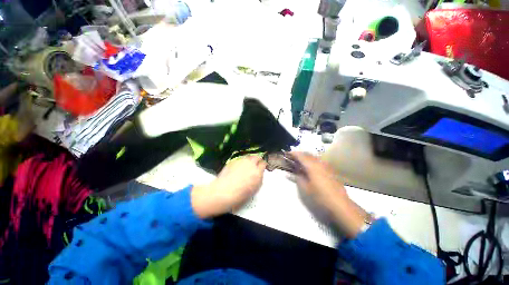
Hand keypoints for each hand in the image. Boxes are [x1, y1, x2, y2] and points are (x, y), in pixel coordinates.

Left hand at [191, 156, 266, 218]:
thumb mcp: (254, 189)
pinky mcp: (233, 161)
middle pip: (256, 157)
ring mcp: (241, 161)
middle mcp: (250, 164)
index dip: (263, 165)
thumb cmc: (240, 194)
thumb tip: (259, 174)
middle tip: (256, 164)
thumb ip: (259, 179)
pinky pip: (240, 159)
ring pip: (248, 157)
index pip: (263, 163)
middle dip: (257, 160)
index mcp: (257, 172)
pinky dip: (241, 162)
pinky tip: (238, 168)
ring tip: (247, 166)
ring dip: (249, 160)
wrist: (224, 191)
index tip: (262, 166)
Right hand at [290, 152, 366, 237]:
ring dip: (306, 157)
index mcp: (312, 166)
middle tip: (292, 157)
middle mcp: (319, 163)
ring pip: (314, 157)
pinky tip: (311, 166)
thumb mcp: (306, 188)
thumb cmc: (320, 196)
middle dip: (300, 154)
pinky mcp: (331, 170)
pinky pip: (319, 161)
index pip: (301, 156)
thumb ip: (299, 178)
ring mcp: (326, 166)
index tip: (287, 154)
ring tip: (300, 161)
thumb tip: (295, 172)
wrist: (340, 204)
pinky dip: (312, 161)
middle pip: (308, 154)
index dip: (293, 154)